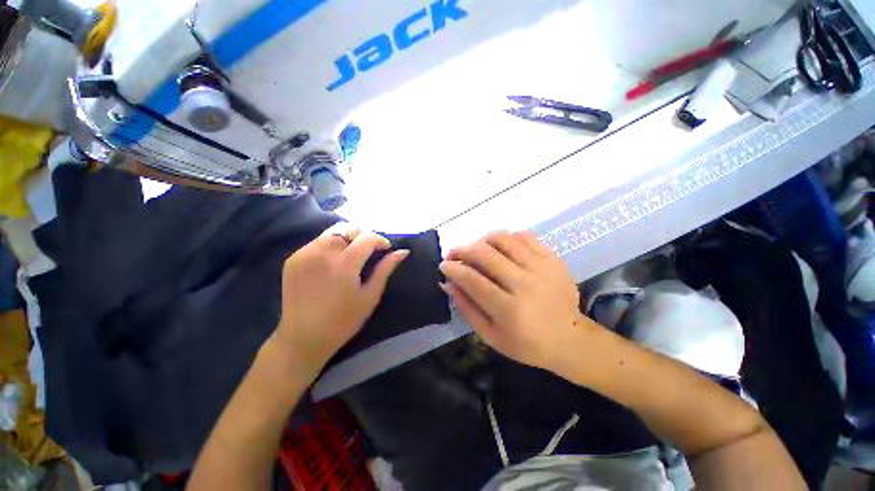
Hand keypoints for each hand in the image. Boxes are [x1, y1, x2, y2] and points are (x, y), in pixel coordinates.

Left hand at [274, 223, 408, 378]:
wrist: (303, 338)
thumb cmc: (343, 321)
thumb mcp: (370, 296)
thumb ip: (385, 269)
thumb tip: (403, 251)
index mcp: (344, 264)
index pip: (367, 237)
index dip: (380, 240)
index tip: (385, 249)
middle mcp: (322, 253)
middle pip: (347, 227)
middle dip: (363, 234)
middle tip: (369, 249)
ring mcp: (304, 254)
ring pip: (331, 232)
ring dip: (347, 237)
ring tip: (353, 253)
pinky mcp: (292, 259)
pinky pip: (317, 242)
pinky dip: (331, 245)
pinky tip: (334, 261)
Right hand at [440, 230, 598, 371]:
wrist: (571, 339)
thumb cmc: (527, 344)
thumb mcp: (491, 336)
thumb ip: (467, 308)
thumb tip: (448, 283)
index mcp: (509, 310)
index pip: (473, 280)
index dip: (453, 269)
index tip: (444, 265)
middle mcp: (525, 284)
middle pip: (485, 254)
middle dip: (462, 250)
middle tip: (454, 254)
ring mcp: (542, 268)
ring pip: (504, 239)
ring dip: (482, 240)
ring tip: (476, 249)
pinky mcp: (553, 259)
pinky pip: (524, 236)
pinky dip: (507, 238)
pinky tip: (501, 247)